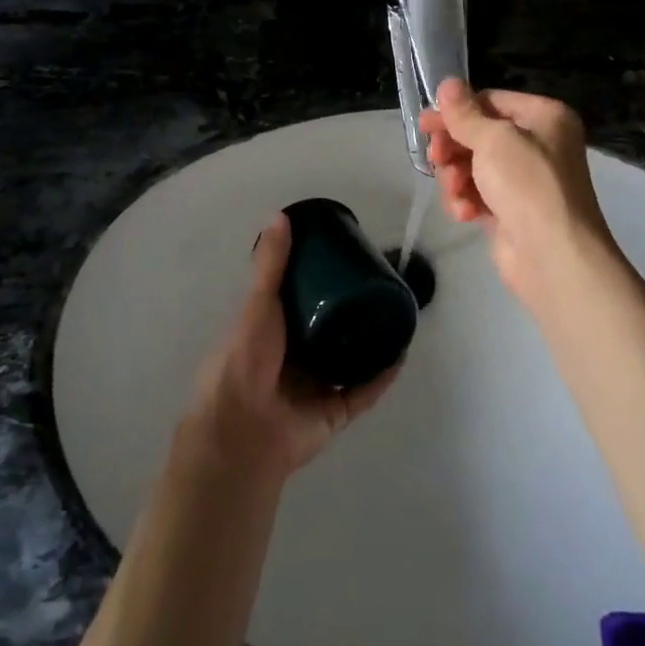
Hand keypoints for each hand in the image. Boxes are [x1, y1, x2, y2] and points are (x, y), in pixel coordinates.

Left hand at [182, 212, 398, 478]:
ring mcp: (314, 387)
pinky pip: (363, 391)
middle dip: (349, 312)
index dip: (320, 282)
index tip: (344, 260)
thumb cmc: (244, 359)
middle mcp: (293, 358)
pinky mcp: (334, 413)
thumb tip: (281, 216)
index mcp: (270, 332)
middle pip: (327, 330)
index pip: (299, 302)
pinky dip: (382, 376)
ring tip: (394, 315)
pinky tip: (401, 354)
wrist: (243, 429)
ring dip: (369, 343)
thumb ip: (271, 265)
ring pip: (348, 361)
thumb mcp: (257, 304)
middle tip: (376, 285)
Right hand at [419, 80, 617, 311]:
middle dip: (453, 149)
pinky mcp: (511, 210)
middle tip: (436, 158)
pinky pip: (477, 194)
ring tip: (457, 192)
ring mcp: (524, 180)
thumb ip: (464, 113)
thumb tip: (447, 83)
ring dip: (456, 178)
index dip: (456, 112)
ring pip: (472, 166)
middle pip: (478, 134)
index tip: (425, 124)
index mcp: (544, 117)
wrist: (553, 257)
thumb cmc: (527, 185)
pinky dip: (467, 201)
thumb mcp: (493, 140)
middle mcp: (537, 144)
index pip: (490, 101)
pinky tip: (465, 213)